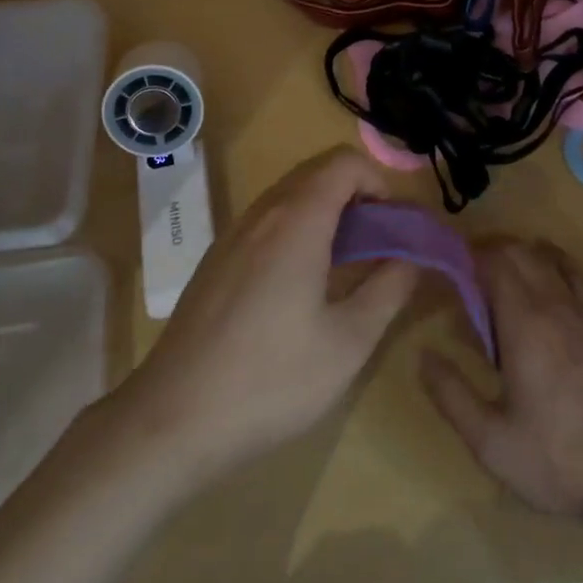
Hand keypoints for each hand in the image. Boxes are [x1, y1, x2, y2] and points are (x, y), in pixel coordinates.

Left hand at [116, 147, 417, 487]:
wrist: (170, 420)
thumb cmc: (269, 381)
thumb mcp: (348, 343)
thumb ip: (389, 289)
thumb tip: (412, 256)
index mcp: (296, 221)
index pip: (345, 162)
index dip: (380, 181)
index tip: (395, 226)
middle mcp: (262, 213)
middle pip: (318, 172)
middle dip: (358, 195)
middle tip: (379, 244)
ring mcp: (233, 234)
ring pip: (291, 195)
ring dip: (328, 211)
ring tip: (347, 264)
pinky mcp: (216, 260)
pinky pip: (268, 220)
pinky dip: (298, 228)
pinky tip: (302, 285)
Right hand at [421, 240, 582, 531]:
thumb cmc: (556, 458)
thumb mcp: (490, 440)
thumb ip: (451, 394)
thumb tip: (423, 355)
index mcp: (525, 322)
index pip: (496, 261)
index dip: (470, 256)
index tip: (449, 268)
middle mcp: (556, 305)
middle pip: (523, 252)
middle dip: (492, 253)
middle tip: (468, 277)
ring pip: (552, 260)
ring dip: (524, 257)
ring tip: (502, 280)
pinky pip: (576, 279)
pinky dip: (554, 270)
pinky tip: (546, 295)